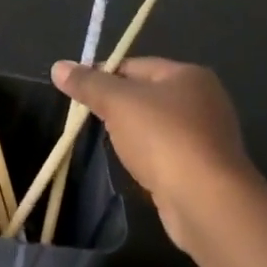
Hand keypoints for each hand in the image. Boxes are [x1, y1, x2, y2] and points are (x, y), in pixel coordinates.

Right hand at [52, 57, 262, 258]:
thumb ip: (88, 84)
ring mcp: (208, 136)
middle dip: (116, 106)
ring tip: (110, 144)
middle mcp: (204, 100)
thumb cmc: (163, 138)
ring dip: (132, 133)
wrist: (207, 201)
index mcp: (188, 75)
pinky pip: (167, 152)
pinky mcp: (206, 168)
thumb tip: (58, 67)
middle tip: (89, 119)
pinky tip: (136, 167)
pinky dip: (149, 156)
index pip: (134, 65)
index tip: (76, 92)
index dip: (102, 75)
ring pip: (155, 125)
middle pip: (146, 94)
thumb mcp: (117, 103)